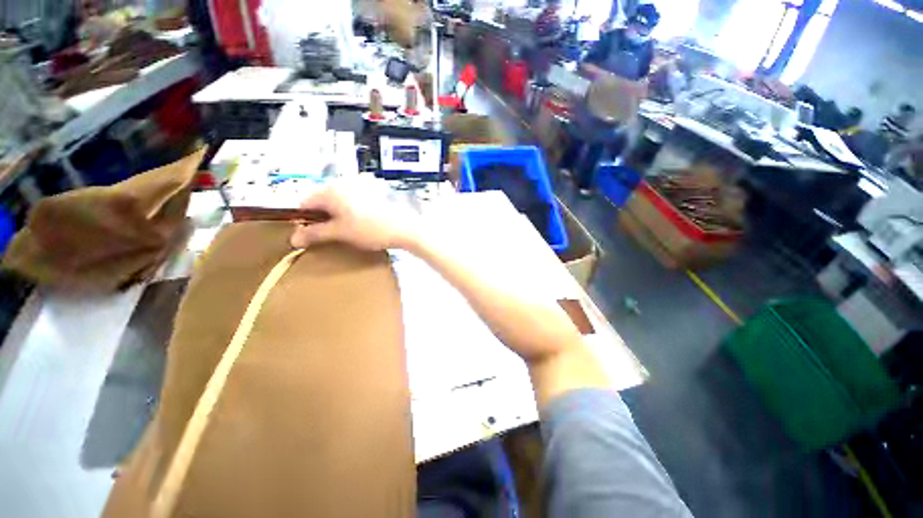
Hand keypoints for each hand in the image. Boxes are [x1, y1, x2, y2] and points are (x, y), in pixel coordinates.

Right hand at [290, 178, 421, 251]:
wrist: (404, 228)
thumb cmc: (370, 230)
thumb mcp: (340, 233)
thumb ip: (315, 234)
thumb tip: (293, 238)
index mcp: (331, 190)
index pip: (305, 203)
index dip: (303, 220)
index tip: (310, 236)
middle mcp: (343, 183)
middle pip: (322, 201)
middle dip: (321, 218)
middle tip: (330, 235)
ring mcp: (360, 186)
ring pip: (338, 202)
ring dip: (336, 216)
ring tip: (346, 232)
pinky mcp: (372, 193)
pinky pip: (352, 202)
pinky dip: (350, 212)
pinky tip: (359, 224)